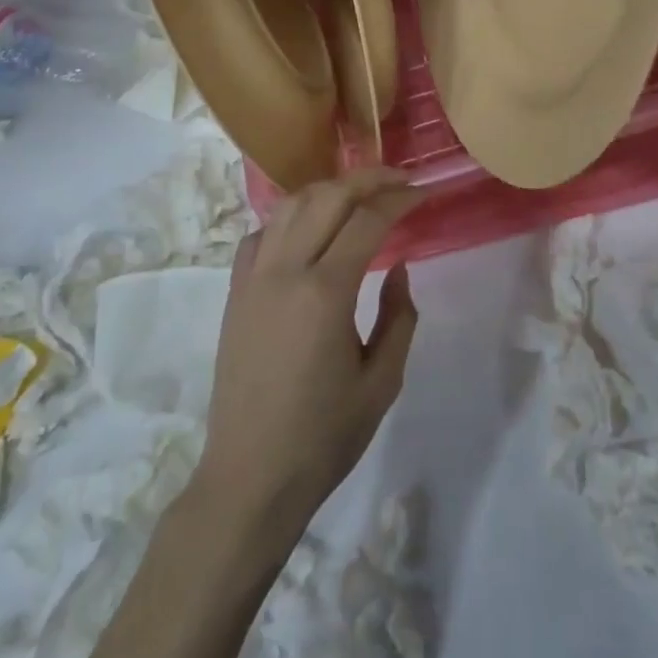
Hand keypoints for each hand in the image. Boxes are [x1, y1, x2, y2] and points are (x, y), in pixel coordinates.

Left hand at [193, 169, 422, 556]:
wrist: (250, 478)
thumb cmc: (324, 436)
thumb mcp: (382, 382)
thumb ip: (399, 317)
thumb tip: (398, 267)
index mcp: (325, 293)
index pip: (367, 220)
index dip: (399, 199)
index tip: (424, 192)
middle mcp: (285, 272)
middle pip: (327, 197)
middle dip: (368, 179)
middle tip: (399, 181)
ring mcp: (252, 279)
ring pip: (290, 206)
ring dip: (328, 190)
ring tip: (358, 196)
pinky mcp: (233, 294)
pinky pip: (260, 235)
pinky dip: (288, 219)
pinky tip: (307, 230)